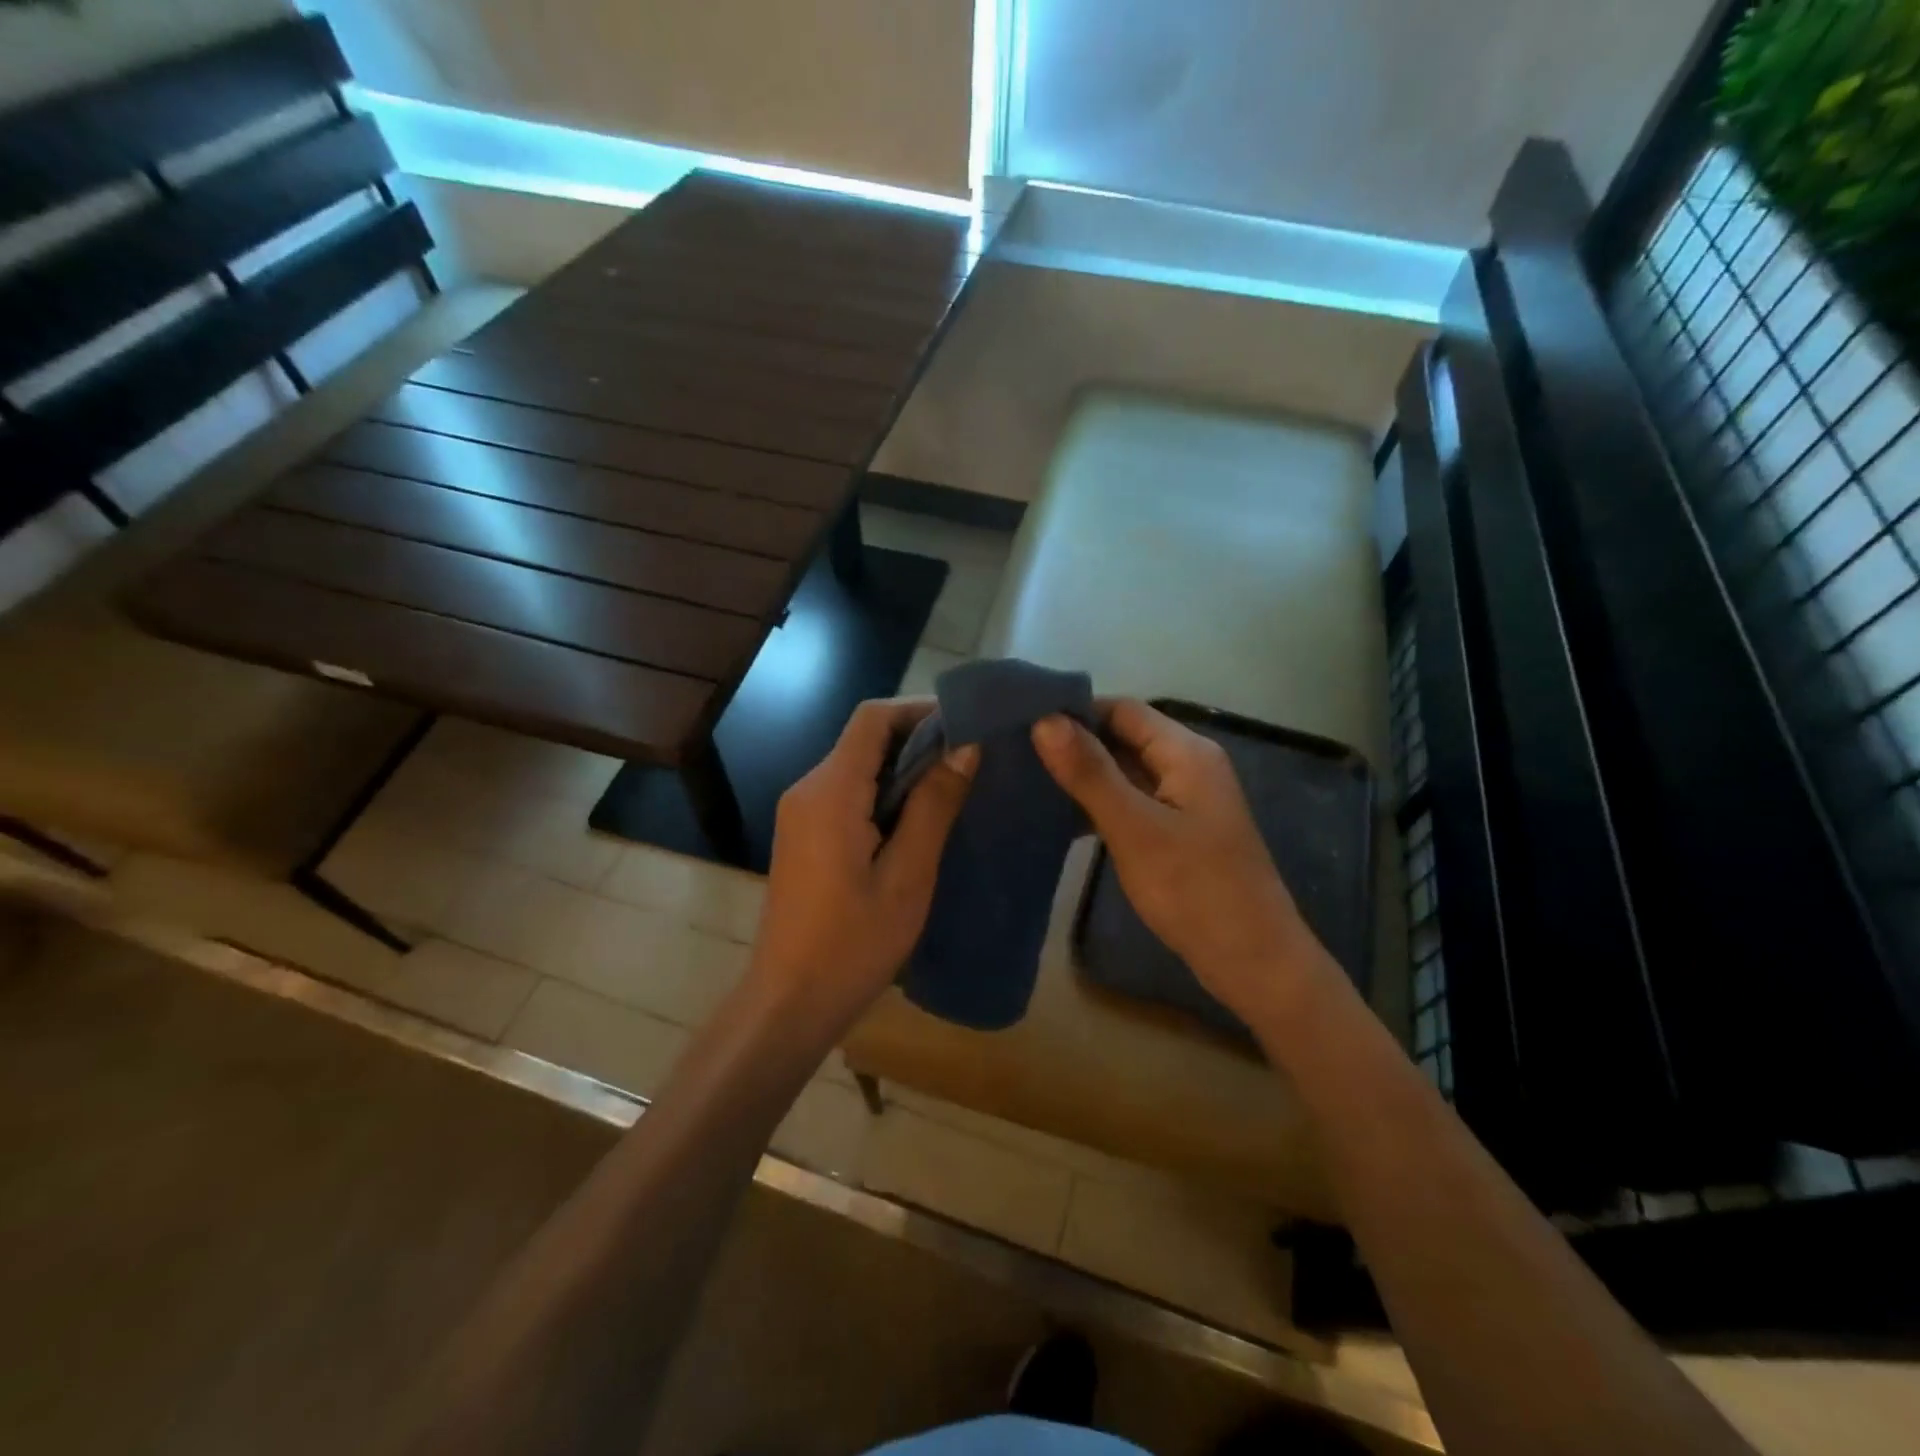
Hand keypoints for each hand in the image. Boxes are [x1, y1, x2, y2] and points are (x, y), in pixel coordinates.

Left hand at [750, 698, 977, 1032]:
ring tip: (957, 785)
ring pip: (858, 766)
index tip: (967, 724)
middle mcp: (808, 790)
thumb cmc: (853, 943)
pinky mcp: (805, 835)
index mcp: (830, 791)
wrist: (790, 1001)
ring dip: (904, 769)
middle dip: (918, 739)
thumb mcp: (908, 875)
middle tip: (973, 758)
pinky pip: (848, 794)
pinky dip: (885, 793)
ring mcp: (801, 813)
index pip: (872, 719)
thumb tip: (965, 747)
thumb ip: (934, 805)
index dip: (919, 710)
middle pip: (864, 739)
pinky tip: (920, 818)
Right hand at [1032, 700, 1320, 1023]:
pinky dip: (1101, 805)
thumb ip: (1089, 773)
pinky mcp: (1180, 831)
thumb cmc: (1193, 889)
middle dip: (1075, 745)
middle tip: (1018, 756)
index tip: (1024, 726)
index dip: (1075, 713)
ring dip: (1085, 777)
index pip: (1122, 709)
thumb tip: (1044, 719)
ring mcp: (1186, 800)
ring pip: (1126, 772)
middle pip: (1125, 737)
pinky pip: (1133, 802)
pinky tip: (1063, 820)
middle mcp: (1189, 765)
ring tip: (1030, 784)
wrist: (1252, 961)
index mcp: (1186, 752)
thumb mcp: (1134, 827)